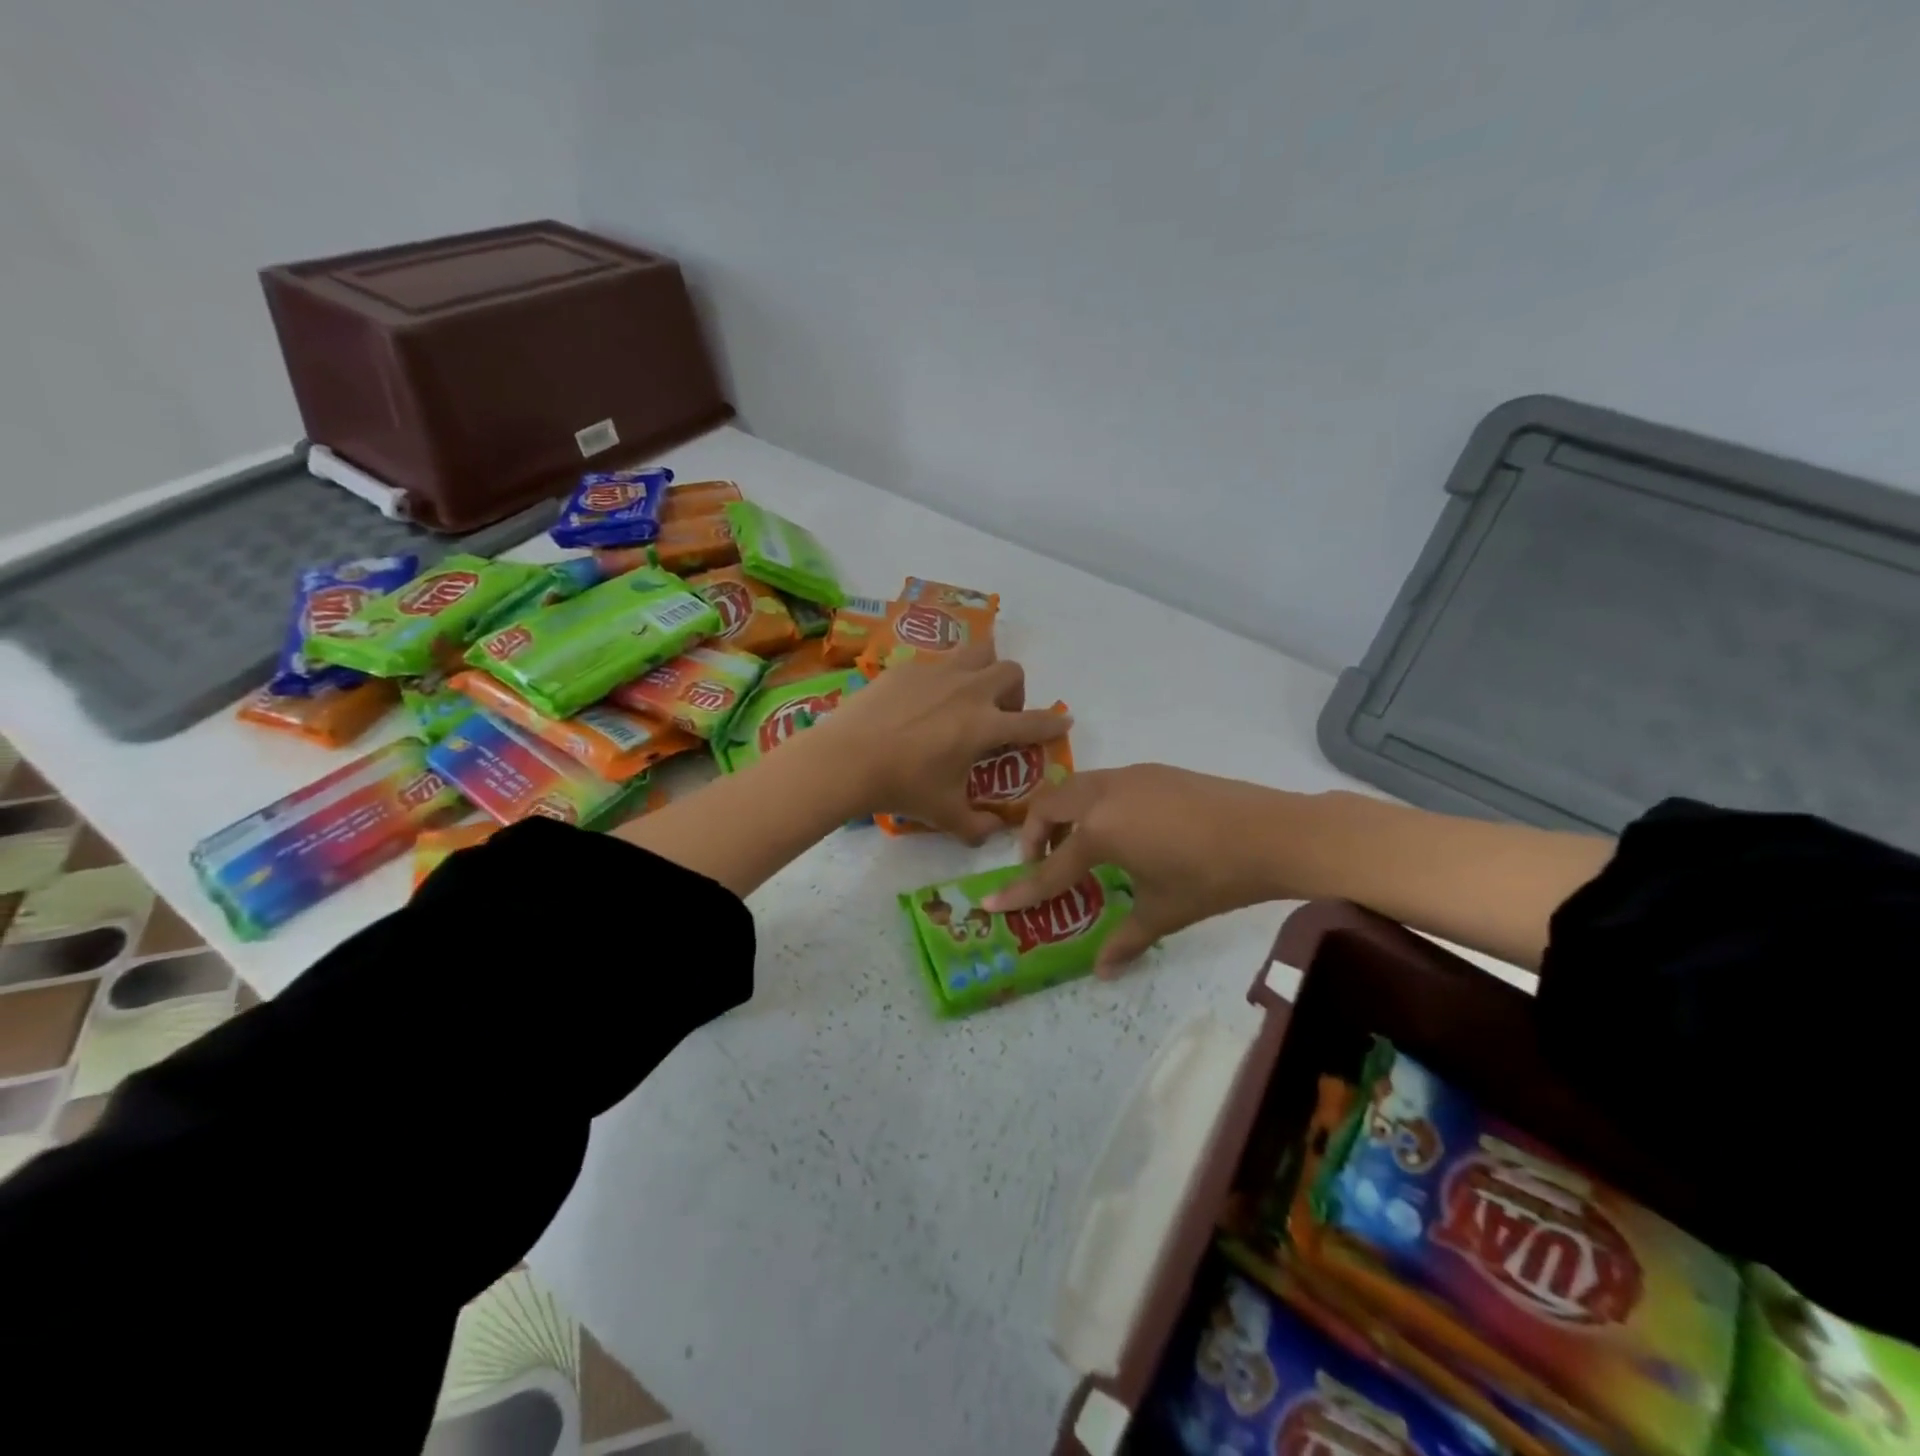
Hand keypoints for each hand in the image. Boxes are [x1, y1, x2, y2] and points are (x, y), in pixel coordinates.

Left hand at [815, 645, 1071, 842]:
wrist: (847, 759)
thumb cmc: (902, 787)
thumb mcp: (944, 813)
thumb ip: (976, 825)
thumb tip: (994, 831)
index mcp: (985, 725)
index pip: (1033, 722)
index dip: (1053, 723)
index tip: (1064, 721)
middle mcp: (969, 691)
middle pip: (1010, 671)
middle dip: (1013, 691)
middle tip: (997, 715)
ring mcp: (937, 673)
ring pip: (977, 651)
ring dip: (983, 668)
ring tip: (967, 693)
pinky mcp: (907, 668)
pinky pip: (937, 661)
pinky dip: (942, 677)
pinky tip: (921, 700)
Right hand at [982, 765, 1290, 974]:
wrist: (1272, 832)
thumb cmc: (1212, 877)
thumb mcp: (1164, 912)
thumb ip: (1126, 939)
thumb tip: (1102, 972)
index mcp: (1099, 831)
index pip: (1049, 868)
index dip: (1020, 891)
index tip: (989, 903)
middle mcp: (1103, 795)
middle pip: (1048, 806)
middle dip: (1034, 835)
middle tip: (1044, 864)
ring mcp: (1129, 777)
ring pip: (1074, 786)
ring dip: (1062, 814)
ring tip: (1079, 846)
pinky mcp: (1152, 771)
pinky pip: (1103, 783)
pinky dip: (1091, 804)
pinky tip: (1121, 829)